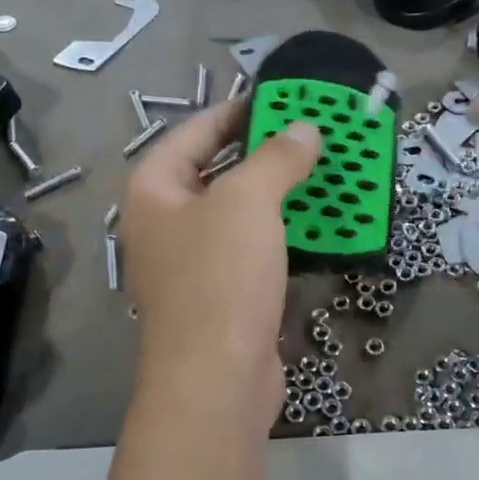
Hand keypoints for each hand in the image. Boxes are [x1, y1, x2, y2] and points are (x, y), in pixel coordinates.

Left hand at [121, 102, 322, 430]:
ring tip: (324, 172)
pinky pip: (253, 248)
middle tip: (311, 134)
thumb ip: (276, 158)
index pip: (195, 132)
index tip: (280, 99)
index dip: (237, 111)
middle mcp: (166, 222)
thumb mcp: (248, 202)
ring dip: (279, 193)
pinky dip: (282, 233)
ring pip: (239, 212)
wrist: (216, 380)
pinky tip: (317, 224)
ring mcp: (192, 262)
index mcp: (154, 190)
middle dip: (264, 152)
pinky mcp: (222, 294)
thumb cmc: (220, 277)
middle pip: (217, 170)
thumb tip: (303, 129)